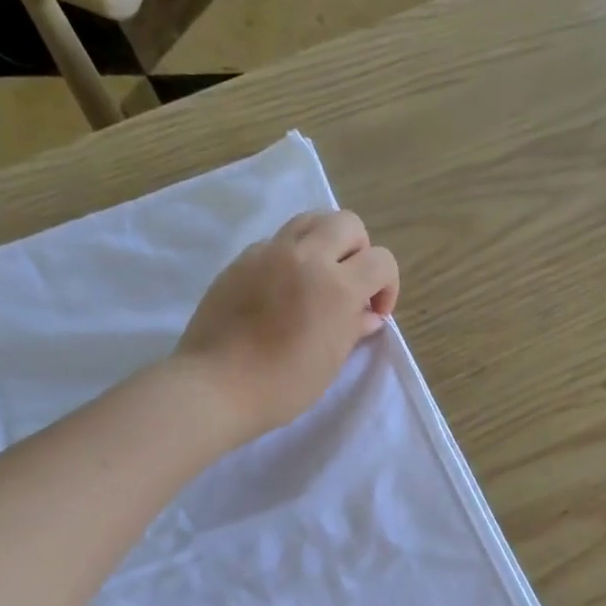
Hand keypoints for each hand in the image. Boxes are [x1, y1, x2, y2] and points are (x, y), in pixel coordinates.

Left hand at [175, 210, 398, 440]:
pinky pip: (276, 241)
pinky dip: (291, 256)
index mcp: (336, 286)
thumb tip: (368, 315)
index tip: (375, 313)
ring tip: (319, 277)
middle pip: (347, 224)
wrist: (217, 385)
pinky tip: (282, 290)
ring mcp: (269, 253)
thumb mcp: (330, 362)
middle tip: (350, 286)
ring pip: (310, 220)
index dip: (387, 286)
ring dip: (325, 242)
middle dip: (359, 252)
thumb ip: (353, 329)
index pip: (381, 261)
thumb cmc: (283, 385)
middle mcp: (306, 257)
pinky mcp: (241, 260)